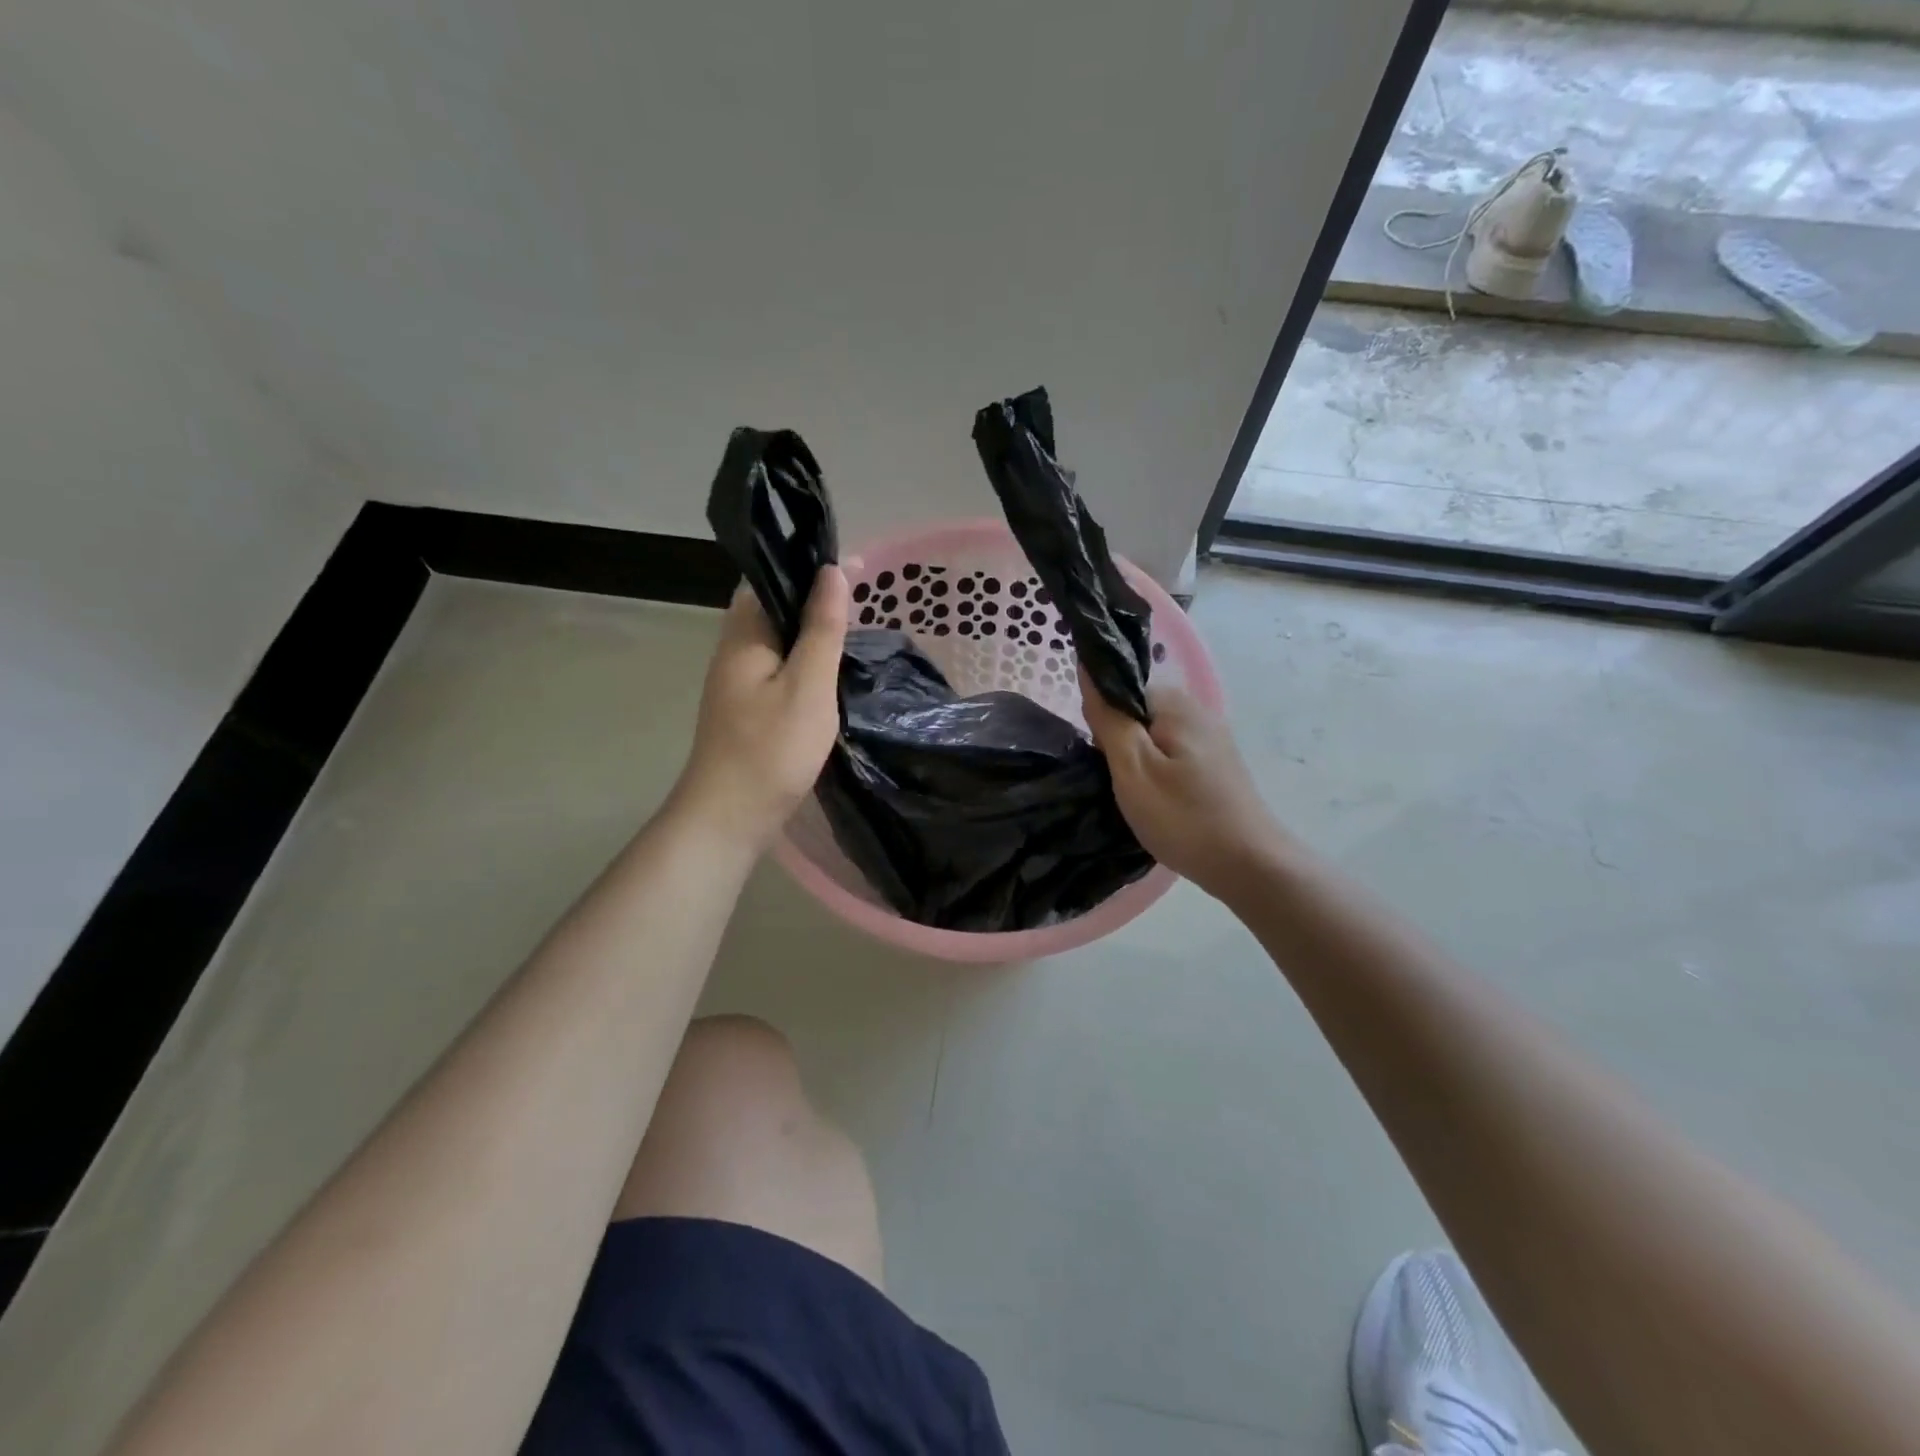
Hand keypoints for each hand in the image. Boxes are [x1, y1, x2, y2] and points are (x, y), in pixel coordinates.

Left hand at [671, 567, 848, 848]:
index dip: (805, 566)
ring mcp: (738, 683)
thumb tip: (833, 571)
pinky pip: (780, 670)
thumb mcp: (808, 685)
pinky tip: (831, 674)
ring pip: (778, 642)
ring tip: (854, 630)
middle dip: (813, 600)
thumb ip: (822, 629)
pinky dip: (806, 663)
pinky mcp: (748, 710)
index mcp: (743, 636)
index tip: (850, 566)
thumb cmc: (771, 749)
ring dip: (811, 633)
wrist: (730, 818)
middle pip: (773, 609)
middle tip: (862, 599)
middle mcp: (734, 652)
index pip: (768, 578)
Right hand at [1079, 672, 1288, 901]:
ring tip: (1134, 795)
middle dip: (1118, 740)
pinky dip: (1157, 772)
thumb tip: (1087, 669)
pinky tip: (1158, 800)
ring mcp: (1211, 739)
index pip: (1122, 688)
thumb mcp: (1133, 768)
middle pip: (1138, 711)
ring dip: (1136, 760)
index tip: (1101, 756)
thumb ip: (1108, 718)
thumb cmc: (1183, 817)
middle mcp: (1197, 711)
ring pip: (1153, 736)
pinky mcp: (1216, 765)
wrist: (1249, 865)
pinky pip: (1171, 754)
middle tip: (1117, 781)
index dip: (1103, 718)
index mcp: (1176, 703)